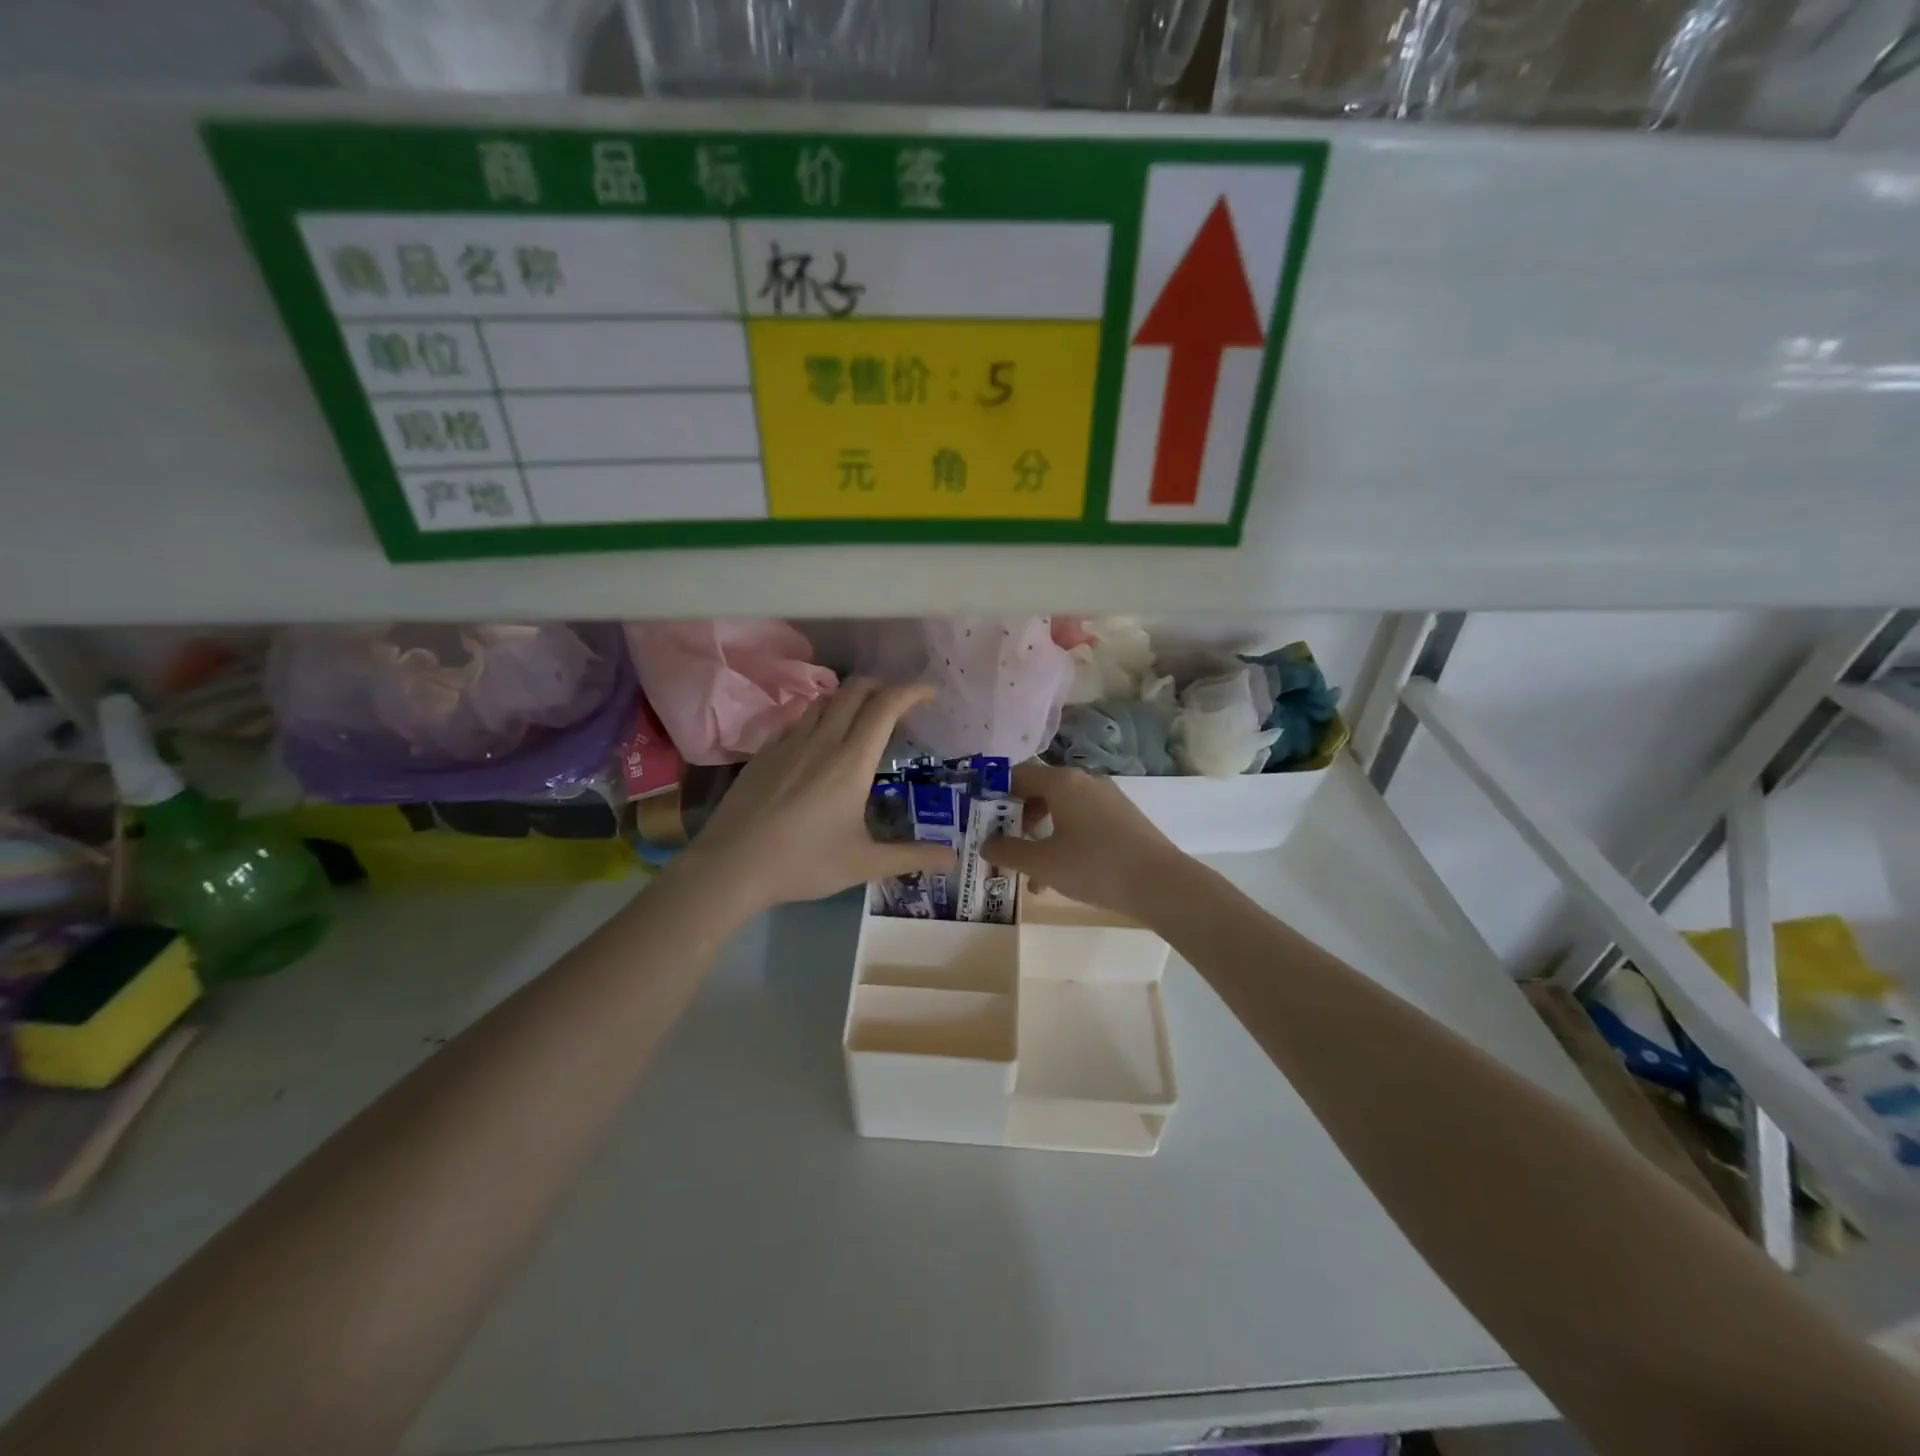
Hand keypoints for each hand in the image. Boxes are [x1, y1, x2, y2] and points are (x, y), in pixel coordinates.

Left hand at [674, 679, 954, 917]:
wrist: (730, 866)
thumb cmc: (803, 863)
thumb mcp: (863, 863)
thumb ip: (911, 856)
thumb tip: (953, 859)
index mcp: (851, 762)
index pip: (885, 707)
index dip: (911, 692)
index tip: (929, 694)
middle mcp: (822, 741)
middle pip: (855, 691)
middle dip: (883, 687)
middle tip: (899, 706)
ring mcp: (789, 742)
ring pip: (825, 700)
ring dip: (850, 698)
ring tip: (863, 718)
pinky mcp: (765, 751)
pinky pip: (799, 718)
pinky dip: (821, 715)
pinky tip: (820, 739)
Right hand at [982, 762, 1188, 918]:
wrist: (1161, 883)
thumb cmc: (1095, 866)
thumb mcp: (1043, 863)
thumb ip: (1008, 851)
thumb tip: (985, 843)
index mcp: (1061, 782)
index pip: (1017, 775)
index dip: (994, 794)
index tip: (980, 818)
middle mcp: (1084, 781)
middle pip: (1038, 792)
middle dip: (1017, 821)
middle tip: (1003, 847)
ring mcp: (1106, 798)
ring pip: (1060, 812)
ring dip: (1040, 839)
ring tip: (1031, 877)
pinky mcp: (1122, 818)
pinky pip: (1082, 822)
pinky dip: (1064, 842)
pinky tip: (1060, 878)